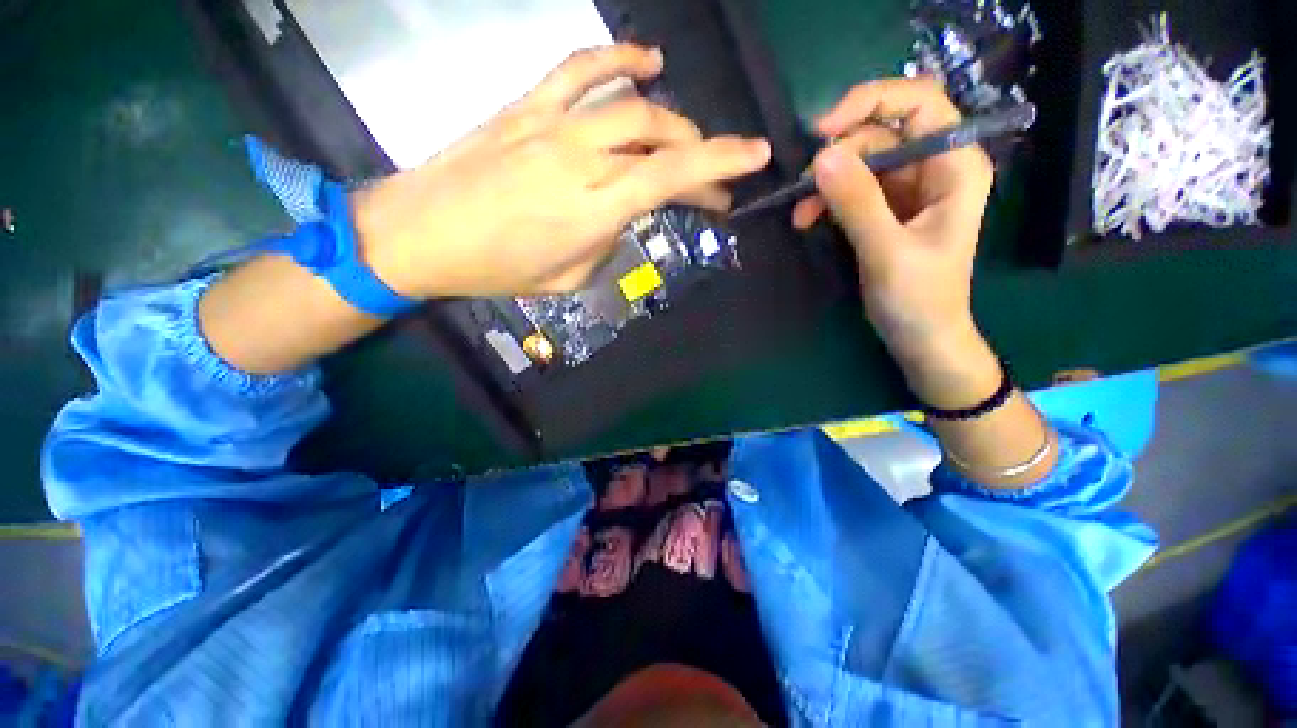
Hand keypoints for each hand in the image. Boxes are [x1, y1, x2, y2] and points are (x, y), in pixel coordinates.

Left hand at [351, 44, 771, 298]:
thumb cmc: (497, 269)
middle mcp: (582, 159)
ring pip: (632, 104)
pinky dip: (620, 58)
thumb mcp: (568, 278)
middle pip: (660, 139)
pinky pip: (581, 68)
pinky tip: (648, 62)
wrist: (423, 233)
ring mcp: (553, 125)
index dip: (720, 165)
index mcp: (594, 210)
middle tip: (710, 182)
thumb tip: (621, 218)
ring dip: (671, 119)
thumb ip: (604, 244)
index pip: (671, 177)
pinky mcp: (528, 107)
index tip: (754, 159)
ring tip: (687, 139)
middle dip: (700, 156)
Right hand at [791, 77, 992, 360]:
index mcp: (954, 165)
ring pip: (861, 162)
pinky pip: (852, 189)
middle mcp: (934, 167)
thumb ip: (857, 203)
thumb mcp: (888, 251)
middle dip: (838, 156)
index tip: (824, 130)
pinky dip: (827, 200)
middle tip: (803, 188)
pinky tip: (808, 219)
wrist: (921, 336)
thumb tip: (821, 157)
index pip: (920, 103)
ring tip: (800, 214)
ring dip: (826, 183)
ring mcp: (908, 189)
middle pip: (881, 133)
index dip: (872, 102)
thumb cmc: (918, 298)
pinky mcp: (886, 210)